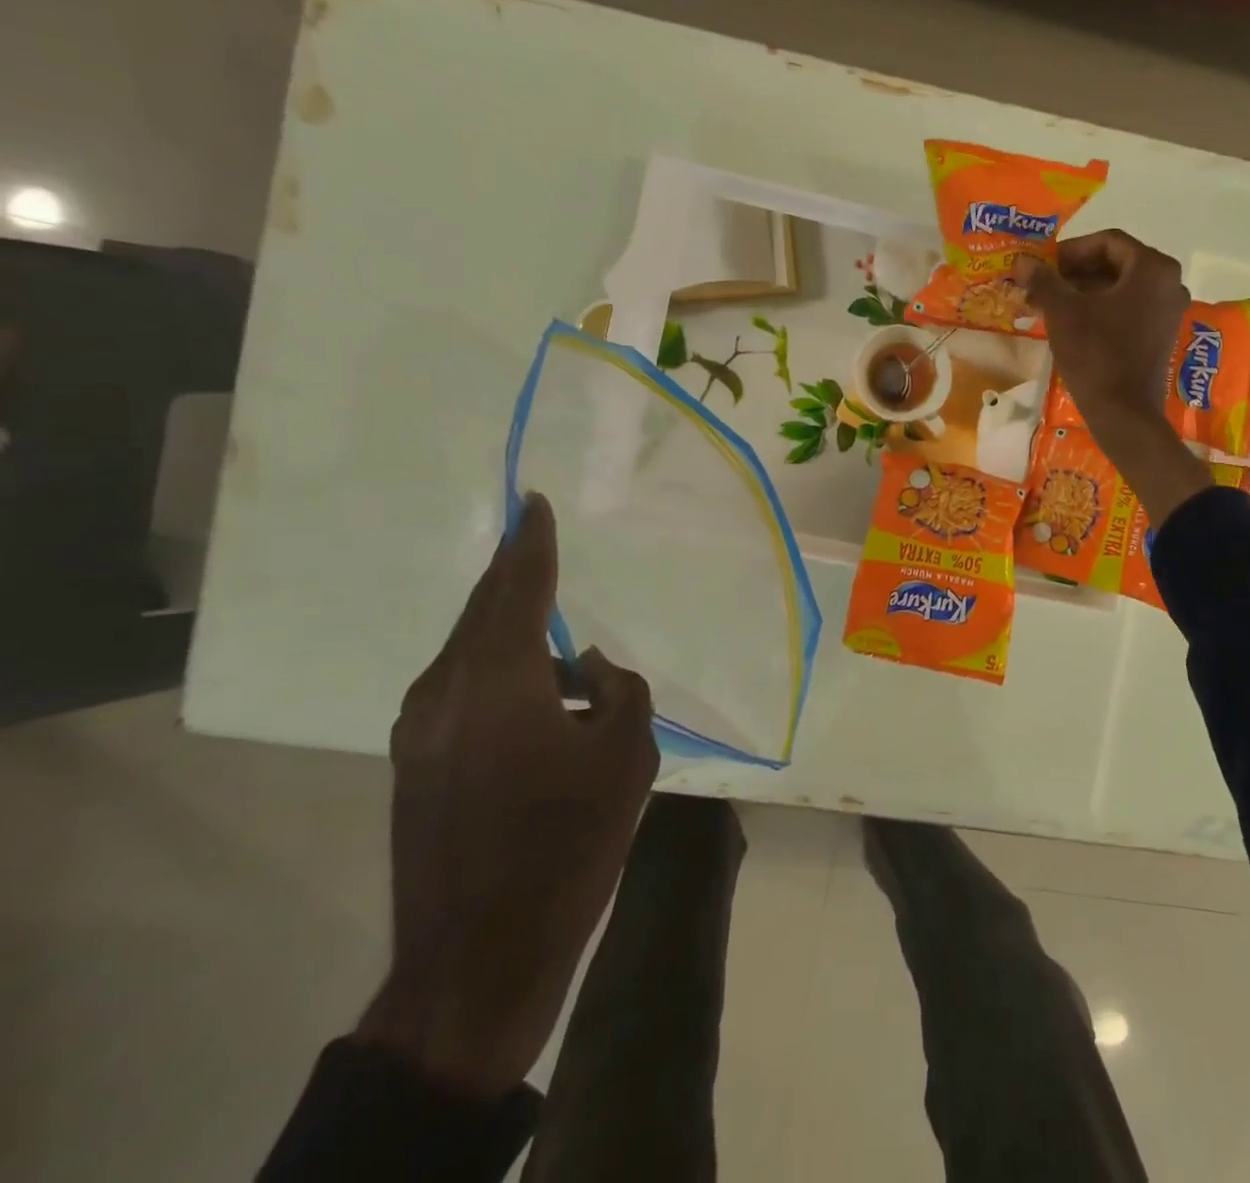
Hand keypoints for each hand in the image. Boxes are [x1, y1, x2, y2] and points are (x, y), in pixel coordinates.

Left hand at [356, 493, 658, 1097]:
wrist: (478, 957)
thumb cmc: (566, 844)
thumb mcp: (627, 757)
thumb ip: (618, 691)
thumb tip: (588, 668)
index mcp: (497, 682)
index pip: (518, 589)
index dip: (530, 543)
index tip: (532, 500)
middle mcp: (444, 692)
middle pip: (482, 613)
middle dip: (512, 576)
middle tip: (536, 543)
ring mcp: (419, 731)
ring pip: (470, 653)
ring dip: (512, 636)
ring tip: (560, 651)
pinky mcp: (414, 764)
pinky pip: (462, 691)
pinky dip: (500, 674)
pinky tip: (538, 700)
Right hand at [1016, 232, 1213, 524]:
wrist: (1124, 413)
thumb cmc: (1095, 354)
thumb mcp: (1063, 312)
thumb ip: (1043, 280)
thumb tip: (1022, 261)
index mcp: (1152, 268)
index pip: (1107, 242)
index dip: (1070, 250)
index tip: (1043, 265)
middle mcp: (1169, 283)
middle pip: (1116, 264)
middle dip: (1075, 272)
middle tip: (1042, 285)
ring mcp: (1169, 311)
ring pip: (1121, 288)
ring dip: (1084, 291)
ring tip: (1049, 305)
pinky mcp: (1162, 335)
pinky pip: (1129, 309)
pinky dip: (1100, 310)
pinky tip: (1071, 323)